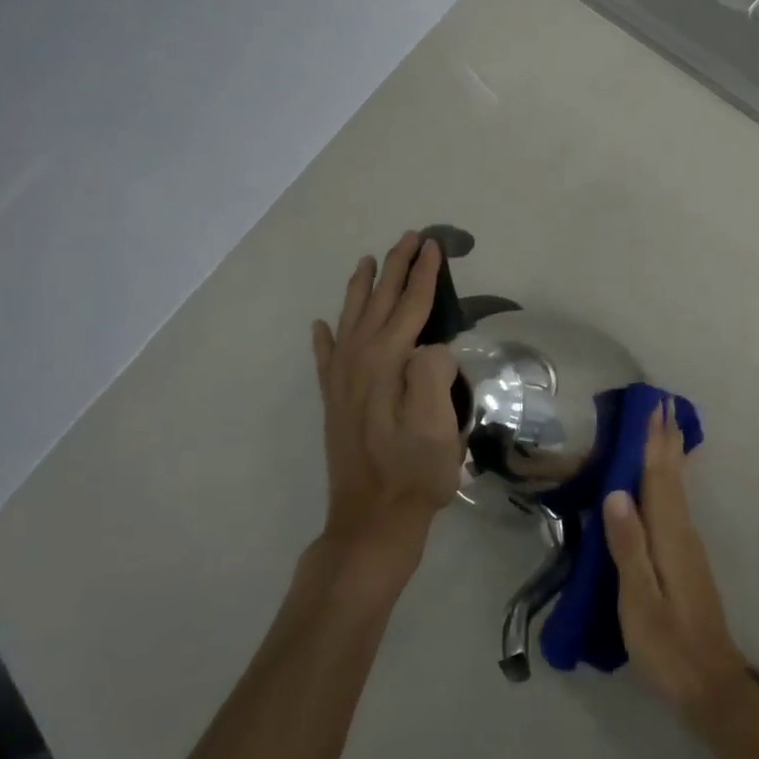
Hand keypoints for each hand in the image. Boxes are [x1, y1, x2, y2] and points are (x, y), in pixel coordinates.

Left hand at [311, 233, 462, 566]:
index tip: (435, 245)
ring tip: (368, 261)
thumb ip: (434, 375)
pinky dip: (324, 336)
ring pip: (352, 319)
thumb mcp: (438, 427)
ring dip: (363, 288)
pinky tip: (320, 326)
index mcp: (388, 363)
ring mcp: (342, 381)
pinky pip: (326, 357)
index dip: (425, 274)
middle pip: (380, 303)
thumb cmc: (415, 474)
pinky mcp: (334, 402)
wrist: (371, 521)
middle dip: (397, 267)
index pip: (411, 306)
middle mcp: (359, 362)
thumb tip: (433, 346)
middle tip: (410, 237)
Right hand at [603, 402, 752, 727]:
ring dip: (671, 455)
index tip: (655, 407)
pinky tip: (669, 482)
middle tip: (664, 403)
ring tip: (666, 429)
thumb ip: (628, 546)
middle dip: (667, 440)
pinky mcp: (687, 559)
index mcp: (669, 537)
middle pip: (673, 476)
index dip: (655, 442)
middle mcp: (683, 532)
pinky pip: (676, 504)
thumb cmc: (668, 645)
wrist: (711, 684)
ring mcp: (688, 546)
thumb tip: (616, 492)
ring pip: (677, 488)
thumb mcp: (639, 601)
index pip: (660, 478)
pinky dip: (672, 481)